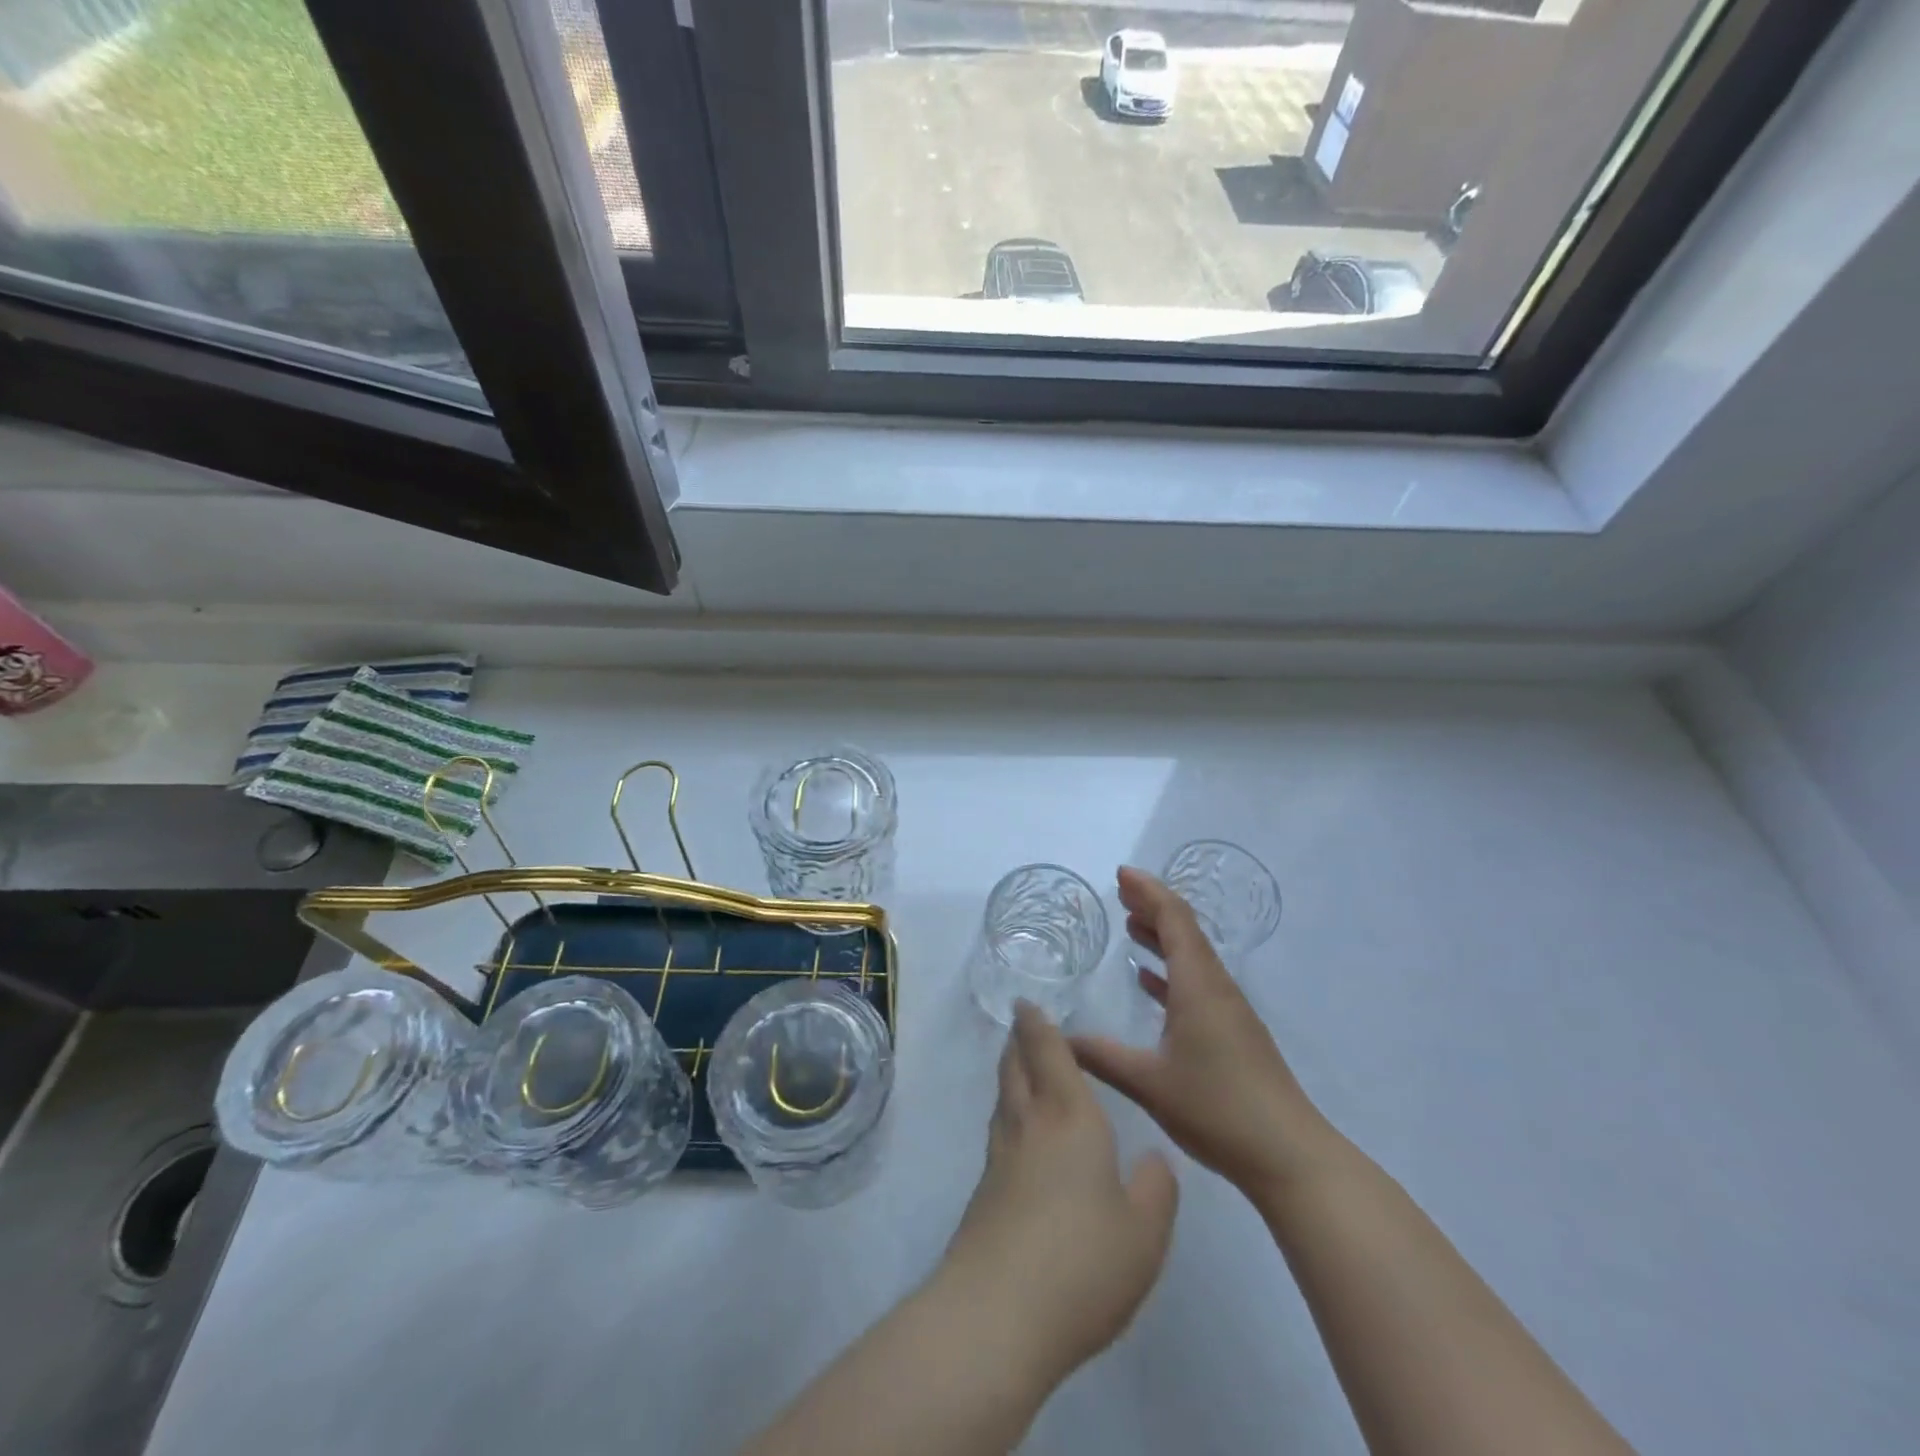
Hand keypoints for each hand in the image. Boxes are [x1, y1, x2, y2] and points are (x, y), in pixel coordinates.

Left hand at [934, 1002, 1178, 1385]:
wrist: (997, 1314)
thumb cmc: (1082, 1261)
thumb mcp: (1145, 1232)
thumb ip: (1155, 1188)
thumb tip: (1153, 1159)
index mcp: (1069, 1117)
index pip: (1048, 1052)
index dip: (1038, 1024)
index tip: (1026, 1002)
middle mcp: (1030, 1124)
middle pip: (1016, 1066)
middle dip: (1019, 1040)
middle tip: (1022, 1024)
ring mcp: (1001, 1158)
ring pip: (1004, 1097)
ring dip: (1010, 1073)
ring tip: (1020, 1067)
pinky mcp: (984, 1193)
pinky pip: (999, 1131)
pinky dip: (1008, 1113)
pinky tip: (1018, 1134)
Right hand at [1069, 867, 1336, 1196]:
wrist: (1289, 1156)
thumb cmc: (1218, 1109)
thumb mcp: (1149, 1083)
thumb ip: (1102, 1056)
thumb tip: (1059, 1036)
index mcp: (1198, 986)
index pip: (1175, 920)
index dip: (1148, 891)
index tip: (1120, 874)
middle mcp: (1216, 987)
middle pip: (1185, 931)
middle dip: (1153, 906)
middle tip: (1120, 892)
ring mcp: (1228, 1010)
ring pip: (1192, 956)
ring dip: (1162, 936)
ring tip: (1130, 925)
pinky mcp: (1233, 1033)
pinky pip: (1197, 983)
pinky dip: (1171, 970)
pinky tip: (1150, 982)